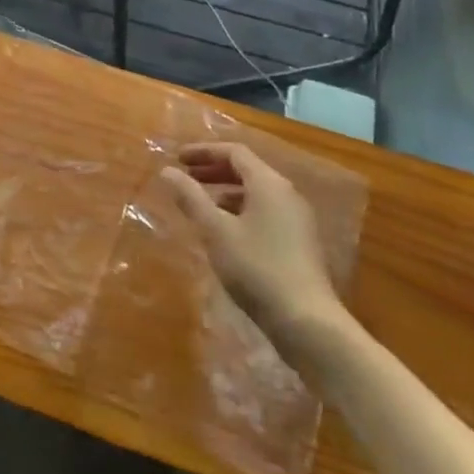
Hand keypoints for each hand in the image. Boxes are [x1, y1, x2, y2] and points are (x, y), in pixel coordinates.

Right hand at [159, 143, 347, 349]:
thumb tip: (167, 171)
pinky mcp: (299, 242)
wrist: (307, 322)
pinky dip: (240, 211)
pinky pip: (265, 212)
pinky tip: (224, 232)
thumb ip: (191, 198)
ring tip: (199, 206)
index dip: (203, 151)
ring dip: (225, 192)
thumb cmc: (257, 268)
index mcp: (269, 184)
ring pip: (256, 193)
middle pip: (247, 170)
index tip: (177, 159)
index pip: (234, 152)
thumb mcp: (216, 231)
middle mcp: (287, 194)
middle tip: (185, 177)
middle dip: (213, 170)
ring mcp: (296, 219)